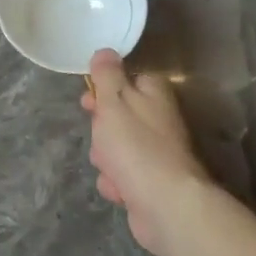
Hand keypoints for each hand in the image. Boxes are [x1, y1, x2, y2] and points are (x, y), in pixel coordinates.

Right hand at [81, 49, 213, 255]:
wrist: (165, 204)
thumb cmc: (136, 146)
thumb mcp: (114, 101)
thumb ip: (107, 75)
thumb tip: (106, 51)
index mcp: (154, 95)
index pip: (128, 80)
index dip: (105, 90)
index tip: (89, 99)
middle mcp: (159, 121)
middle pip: (118, 117)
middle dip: (102, 130)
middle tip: (101, 137)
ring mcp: (156, 154)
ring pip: (114, 148)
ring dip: (106, 159)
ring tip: (112, 168)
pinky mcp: (151, 183)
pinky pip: (121, 176)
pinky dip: (116, 183)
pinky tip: (120, 189)